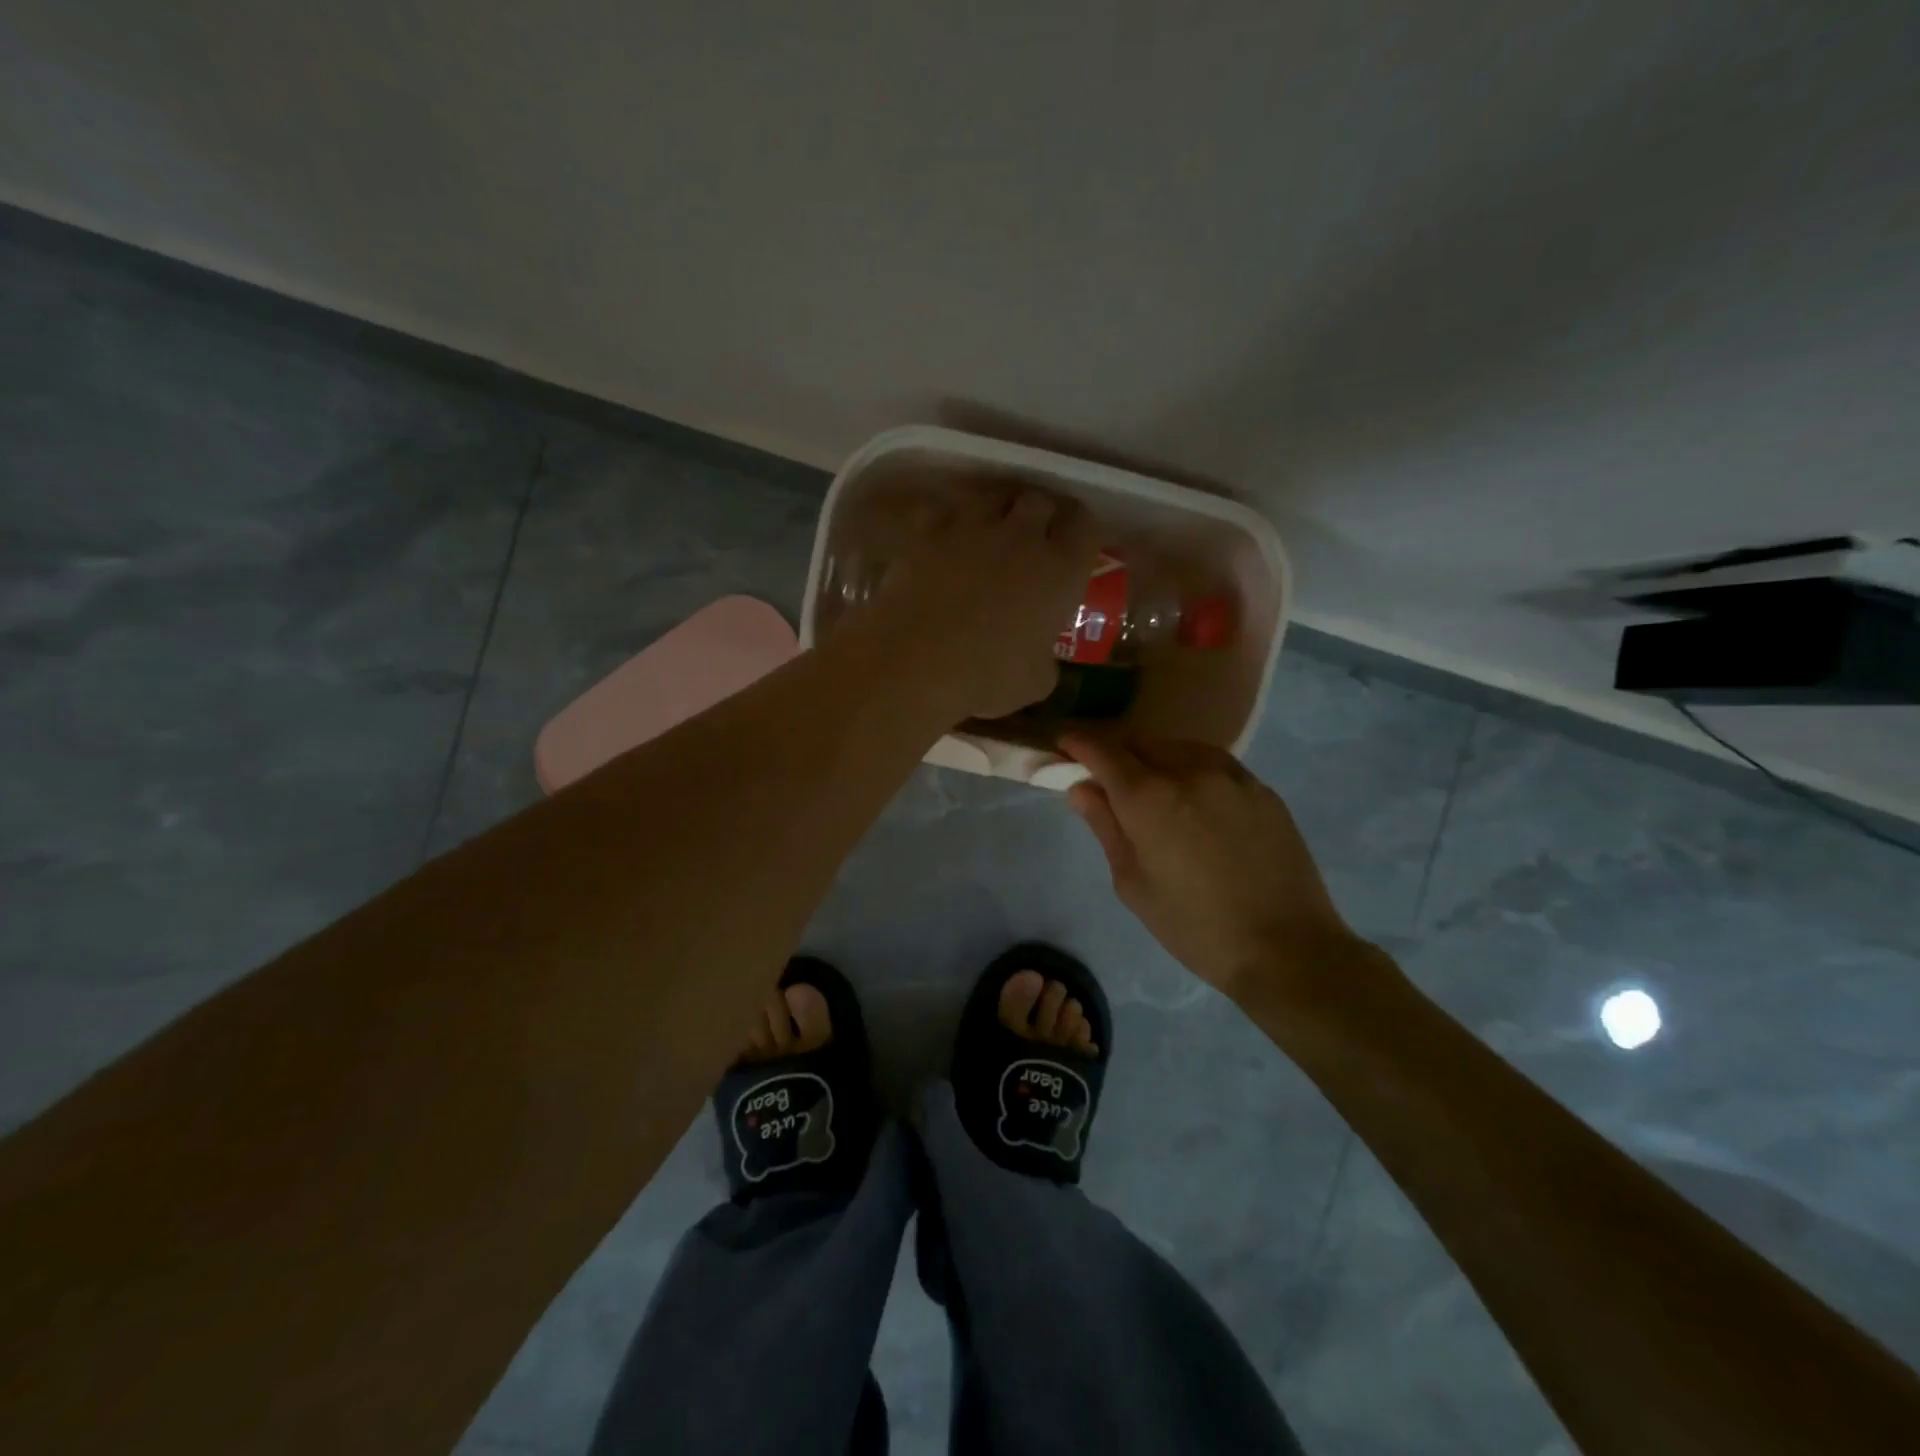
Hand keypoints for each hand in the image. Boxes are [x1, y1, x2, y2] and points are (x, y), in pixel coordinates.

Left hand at [867, 483, 1098, 720]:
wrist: (916, 663)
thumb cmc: (986, 678)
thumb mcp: (1035, 683)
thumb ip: (1045, 660)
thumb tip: (1039, 659)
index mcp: (1060, 570)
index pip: (1085, 526)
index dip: (1081, 532)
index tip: (1074, 546)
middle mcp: (1021, 537)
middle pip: (1040, 500)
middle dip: (1040, 514)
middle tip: (1033, 538)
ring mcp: (972, 528)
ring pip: (992, 495)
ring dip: (996, 508)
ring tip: (989, 531)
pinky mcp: (927, 532)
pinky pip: (943, 511)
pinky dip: (947, 520)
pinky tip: (943, 539)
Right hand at [1061, 732, 1375, 1005]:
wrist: (1285, 947)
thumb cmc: (1194, 926)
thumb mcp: (1132, 883)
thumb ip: (1105, 826)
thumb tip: (1082, 788)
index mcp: (1148, 796)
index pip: (1102, 751)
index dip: (1078, 743)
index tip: (1064, 745)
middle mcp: (1188, 770)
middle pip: (1140, 742)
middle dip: (1115, 750)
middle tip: (1103, 772)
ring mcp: (1230, 775)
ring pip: (1178, 747)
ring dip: (1154, 756)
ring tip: (1149, 784)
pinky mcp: (1261, 788)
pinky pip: (1213, 763)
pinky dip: (1190, 769)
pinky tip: (1192, 798)